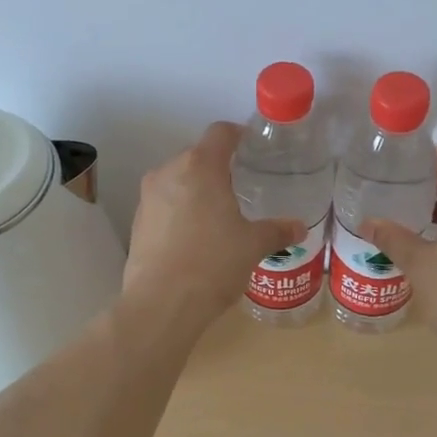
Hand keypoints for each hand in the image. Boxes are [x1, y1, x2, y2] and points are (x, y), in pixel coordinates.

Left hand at [123, 122, 307, 329]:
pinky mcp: (137, 223)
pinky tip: (196, 238)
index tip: (252, 148)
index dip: (239, 135)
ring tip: (219, 216)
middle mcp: (169, 172)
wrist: (162, 304)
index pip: (220, 133)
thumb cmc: (213, 263)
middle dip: (218, 168)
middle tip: (241, 188)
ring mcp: (148, 198)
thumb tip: (299, 228)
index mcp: (200, 166)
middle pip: (197, 156)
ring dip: (197, 191)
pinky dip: (180, 212)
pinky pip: (164, 205)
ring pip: (178, 181)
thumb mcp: (253, 246)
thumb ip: (277, 231)